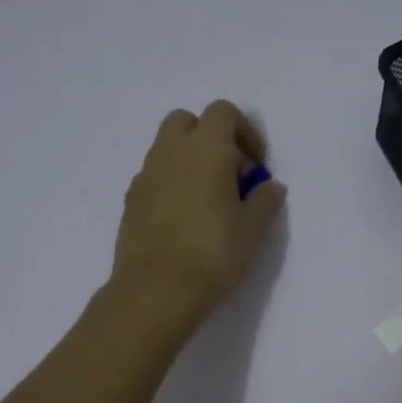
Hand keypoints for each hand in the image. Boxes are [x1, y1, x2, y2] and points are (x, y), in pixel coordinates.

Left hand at [111, 101, 286, 329]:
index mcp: (206, 147)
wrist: (157, 290)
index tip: (256, 167)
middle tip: (230, 173)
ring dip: (189, 160)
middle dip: (210, 137)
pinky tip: (184, 219)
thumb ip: (265, 199)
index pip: (224, 112)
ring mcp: (146, 174)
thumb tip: (270, 185)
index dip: (246, 132)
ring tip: (209, 200)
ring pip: (167, 148)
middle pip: (187, 121)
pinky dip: (171, 183)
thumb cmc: (214, 252)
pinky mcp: (131, 200)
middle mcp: (171, 151)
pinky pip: (155, 176)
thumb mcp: (253, 228)